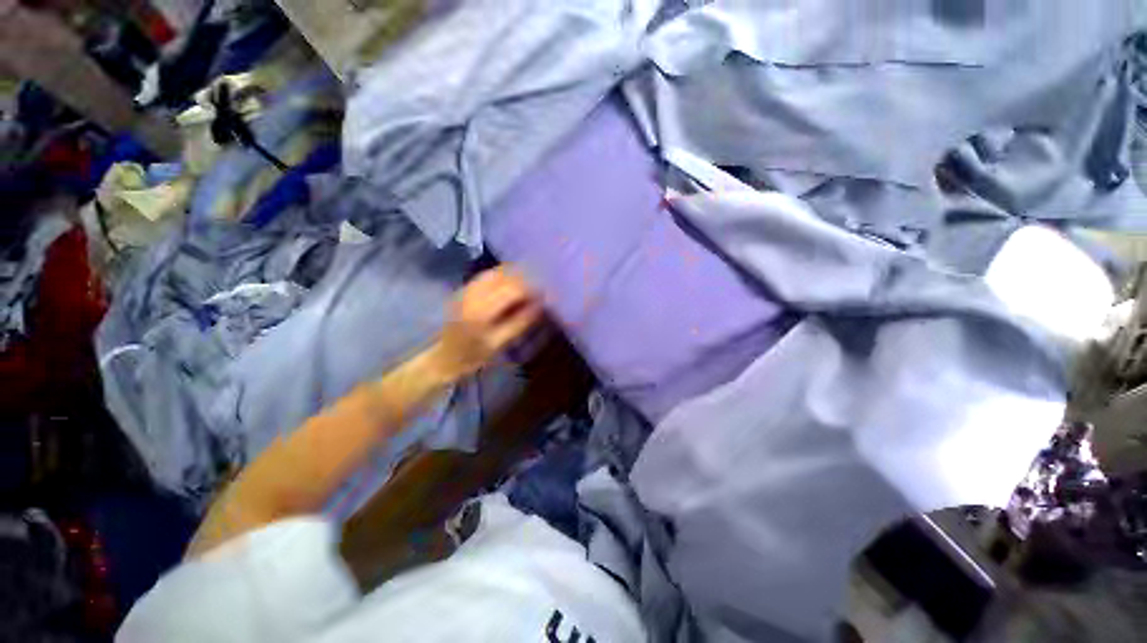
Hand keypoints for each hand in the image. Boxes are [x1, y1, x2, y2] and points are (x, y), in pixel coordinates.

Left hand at [430, 267, 542, 379]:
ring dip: (514, 274)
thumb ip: (520, 322)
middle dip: (525, 278)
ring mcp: (466, 289)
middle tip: (540, 286)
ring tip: (529, 281)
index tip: (546, 294)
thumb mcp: (499, 343)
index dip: (532, 288)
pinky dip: (502, 275)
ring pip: (495, 271)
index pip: (512, 289)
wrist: (445, 356)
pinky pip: (486, 275)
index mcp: (481, 311)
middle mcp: (473, 294)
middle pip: (504, 275)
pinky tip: (512, 280)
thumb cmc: (474, 355)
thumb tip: (540, 305)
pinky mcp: (464, 288)